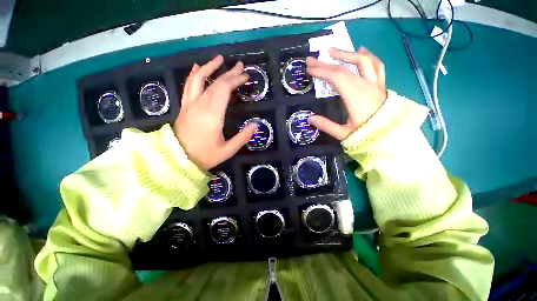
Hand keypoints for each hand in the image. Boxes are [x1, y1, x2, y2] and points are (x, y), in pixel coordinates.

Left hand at [173, 55, 257, 170]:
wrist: (177, 159)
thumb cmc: (204, 156)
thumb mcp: (228, 150)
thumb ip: (243, 137)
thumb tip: (255, 125)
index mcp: (212, 115)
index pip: (224, 89)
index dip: (235, 80)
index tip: (246, 76)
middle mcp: (200, 105)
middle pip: (216, 83)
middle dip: (230, 73)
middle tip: (241, 66)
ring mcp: (190, 104)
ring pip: (199, 79)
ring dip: (210, 67)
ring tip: (220, 58)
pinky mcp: (185, 106)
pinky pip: (188, 86)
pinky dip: (194, 75)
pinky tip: (197, 68)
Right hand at [306, 47, 386, 140]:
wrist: (392, 136)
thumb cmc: (367, 135)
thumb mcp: (343, 134)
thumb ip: (326, 125)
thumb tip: (309, 118)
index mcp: (356, 97)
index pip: (337, 77)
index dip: (322, 71)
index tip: (309, 68)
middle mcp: (367, 86)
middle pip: (345, 68)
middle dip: (326, 63)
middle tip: (312, 60)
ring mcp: (376, 83)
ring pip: (363, 61)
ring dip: (346, 54)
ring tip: (333, 51)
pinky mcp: (381, 84)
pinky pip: (376, 65)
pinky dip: (367, 55)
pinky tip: (361, 51)